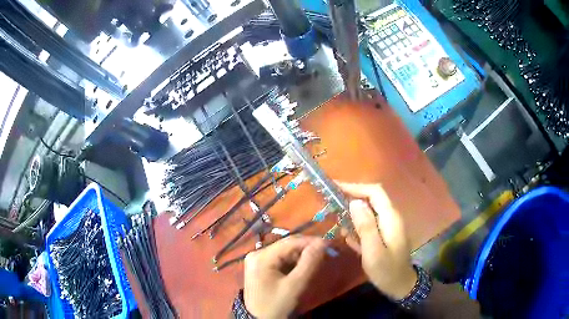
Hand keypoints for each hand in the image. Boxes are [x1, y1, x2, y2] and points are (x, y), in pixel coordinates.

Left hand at [243, 236, 326, 318]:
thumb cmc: (277, 306)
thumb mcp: (295, 287)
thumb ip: (310, 263)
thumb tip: (324, 243)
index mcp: (261, 256)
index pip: (292, 242)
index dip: (314, 242)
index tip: (333, 246)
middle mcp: (258, 254)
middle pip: (289, 247)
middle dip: (311, 249)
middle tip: (331, 253)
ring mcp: (259, 262)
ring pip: (288, 254)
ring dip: (306, 256)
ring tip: (322, 259)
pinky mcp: (263, 270)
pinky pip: (284, 262)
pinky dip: (298, 263)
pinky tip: (308, 267)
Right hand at [337, 182, 416, 299]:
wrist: (400, 286)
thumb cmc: (387, 270)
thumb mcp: (373, 251)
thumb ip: (365, 226)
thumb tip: (355, 202)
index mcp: (390, 218)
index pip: (375, 192)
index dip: (356, 187)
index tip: (335, 188)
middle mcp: (391, 218)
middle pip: (372, 199)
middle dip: (352, 197)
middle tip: (332, 202)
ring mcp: (388, 226)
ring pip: (369, 211)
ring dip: (353, 212)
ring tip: (336, 217)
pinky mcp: (384, 235)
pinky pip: (369, 224)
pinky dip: (357, 225)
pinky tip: (347, 234)